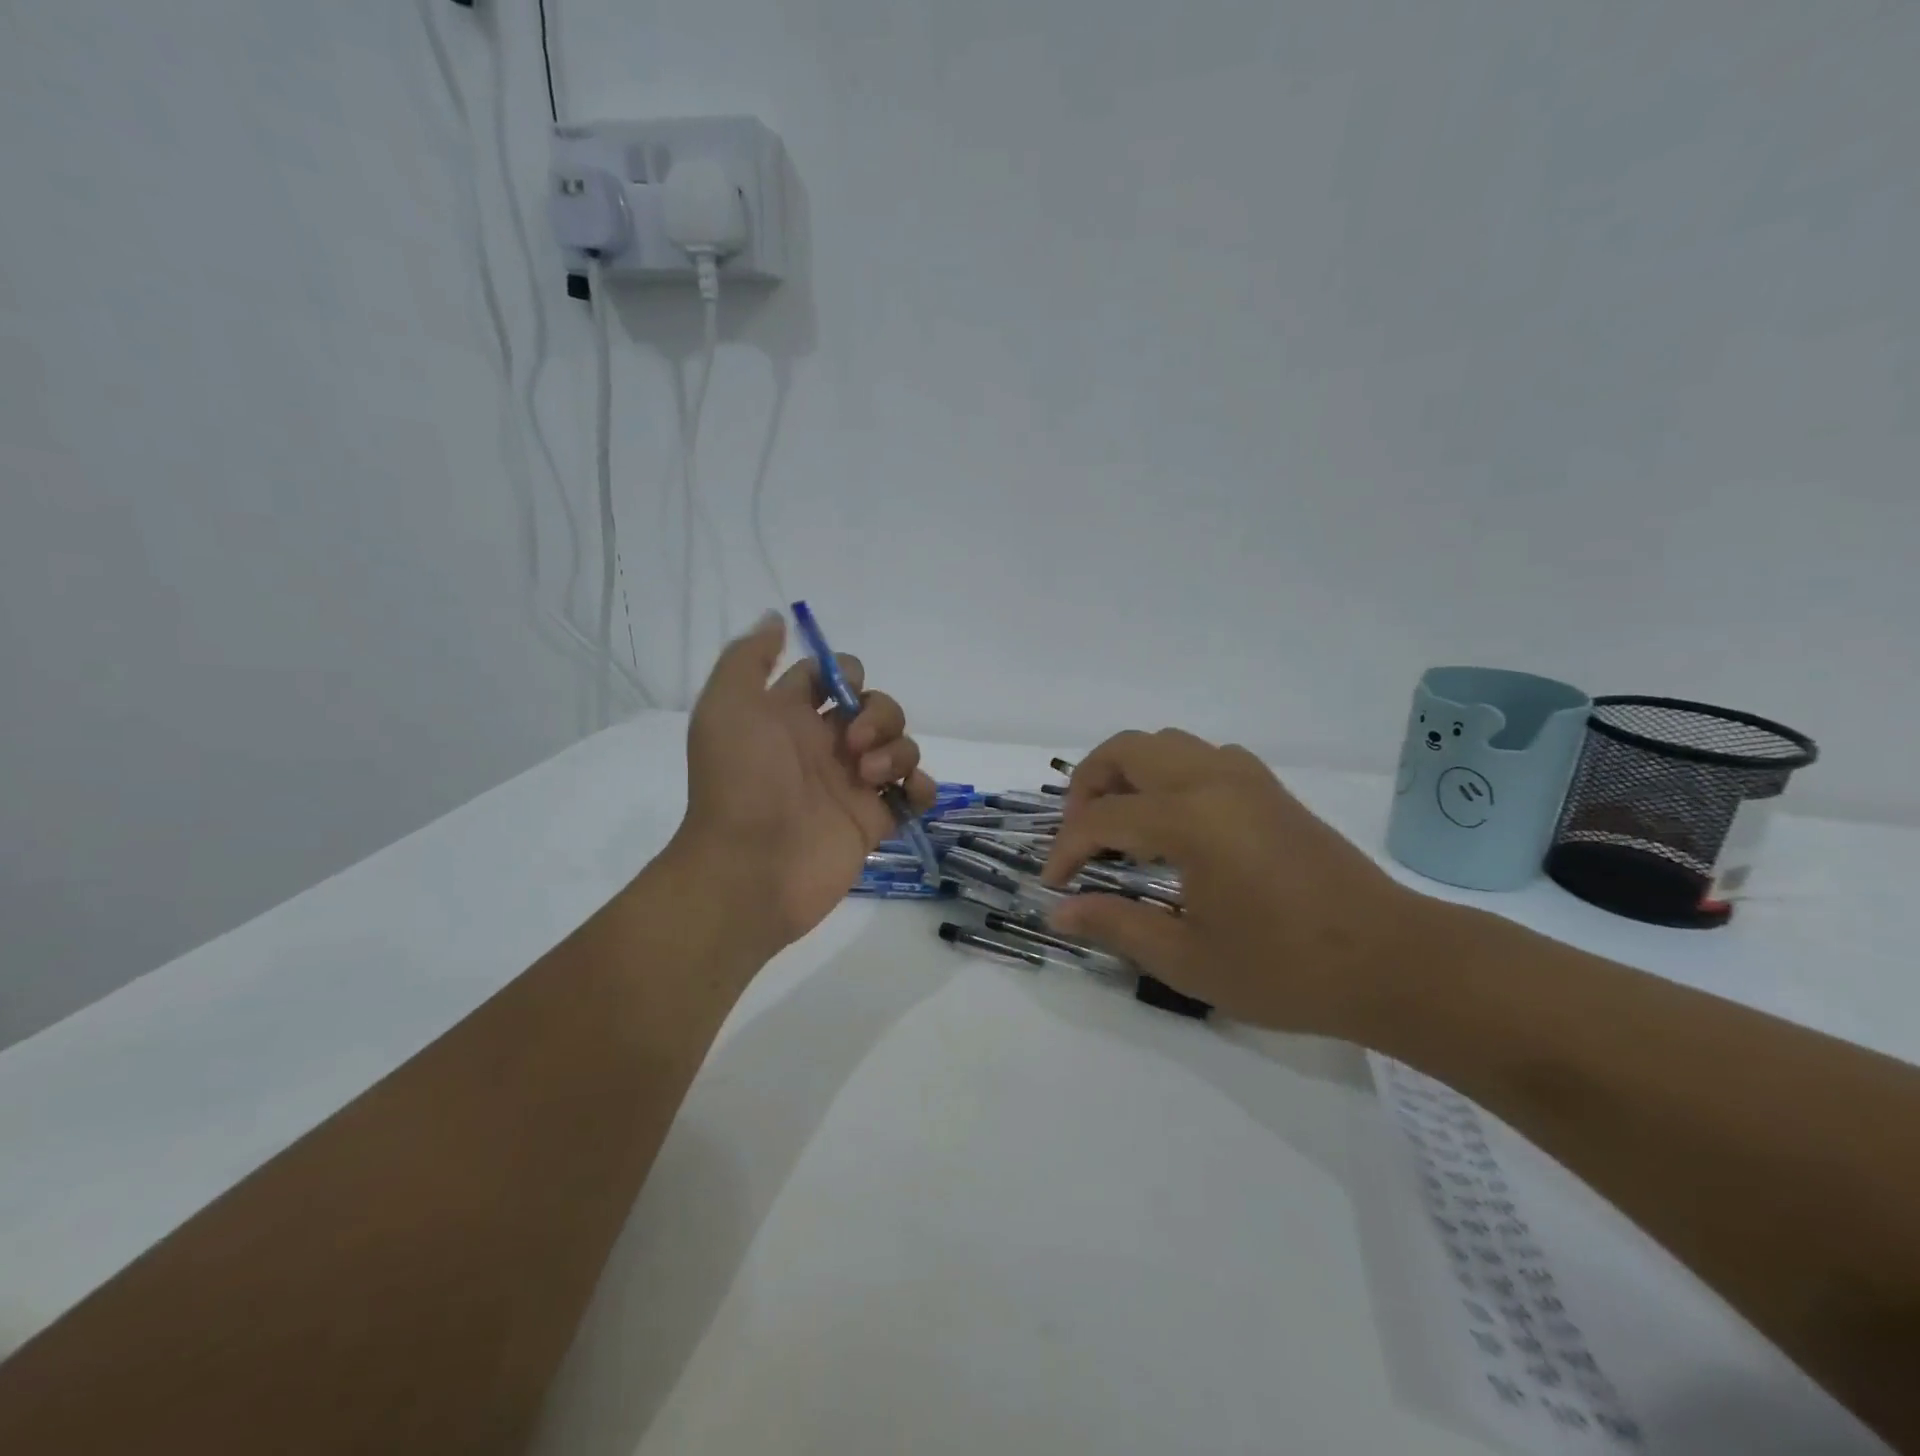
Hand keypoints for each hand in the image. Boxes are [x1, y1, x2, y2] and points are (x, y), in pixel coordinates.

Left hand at [672, 611, 935, 960]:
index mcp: (791, 716)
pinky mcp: (874, 819)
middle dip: (878, 714)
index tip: (838, 692)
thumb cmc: (740, 782)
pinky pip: (914, 792)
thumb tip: (777, 618)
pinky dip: (921, 786)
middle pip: (876, 706)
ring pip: (900, 745)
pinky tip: (907, 793)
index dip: (843, 675)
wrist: (750, 867)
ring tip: (869, 777)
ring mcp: (852, 784)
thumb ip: (749, 658)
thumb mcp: (727, 706)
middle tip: (854, 744)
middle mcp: (825, 745)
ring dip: (898, 750)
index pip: (831, 676)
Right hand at [1041, 729, 1431, 1038]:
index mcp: (1189, 819)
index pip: (1101, 819)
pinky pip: (1201, 757)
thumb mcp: (1188, 958)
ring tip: (1120, 826)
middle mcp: (1212, 780)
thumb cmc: (1286, 968)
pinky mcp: (1269, 788)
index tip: (1054, 886)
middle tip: (1081, 837)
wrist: (1393, 961)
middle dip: (1088, 787)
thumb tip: (1057, 911)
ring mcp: (1246, 778)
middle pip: (1126, 750)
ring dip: (1128, 773)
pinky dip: (1168, 774)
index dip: (1067, 850)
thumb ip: (1115, 925)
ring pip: (1165, 744)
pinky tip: (1175, 825)